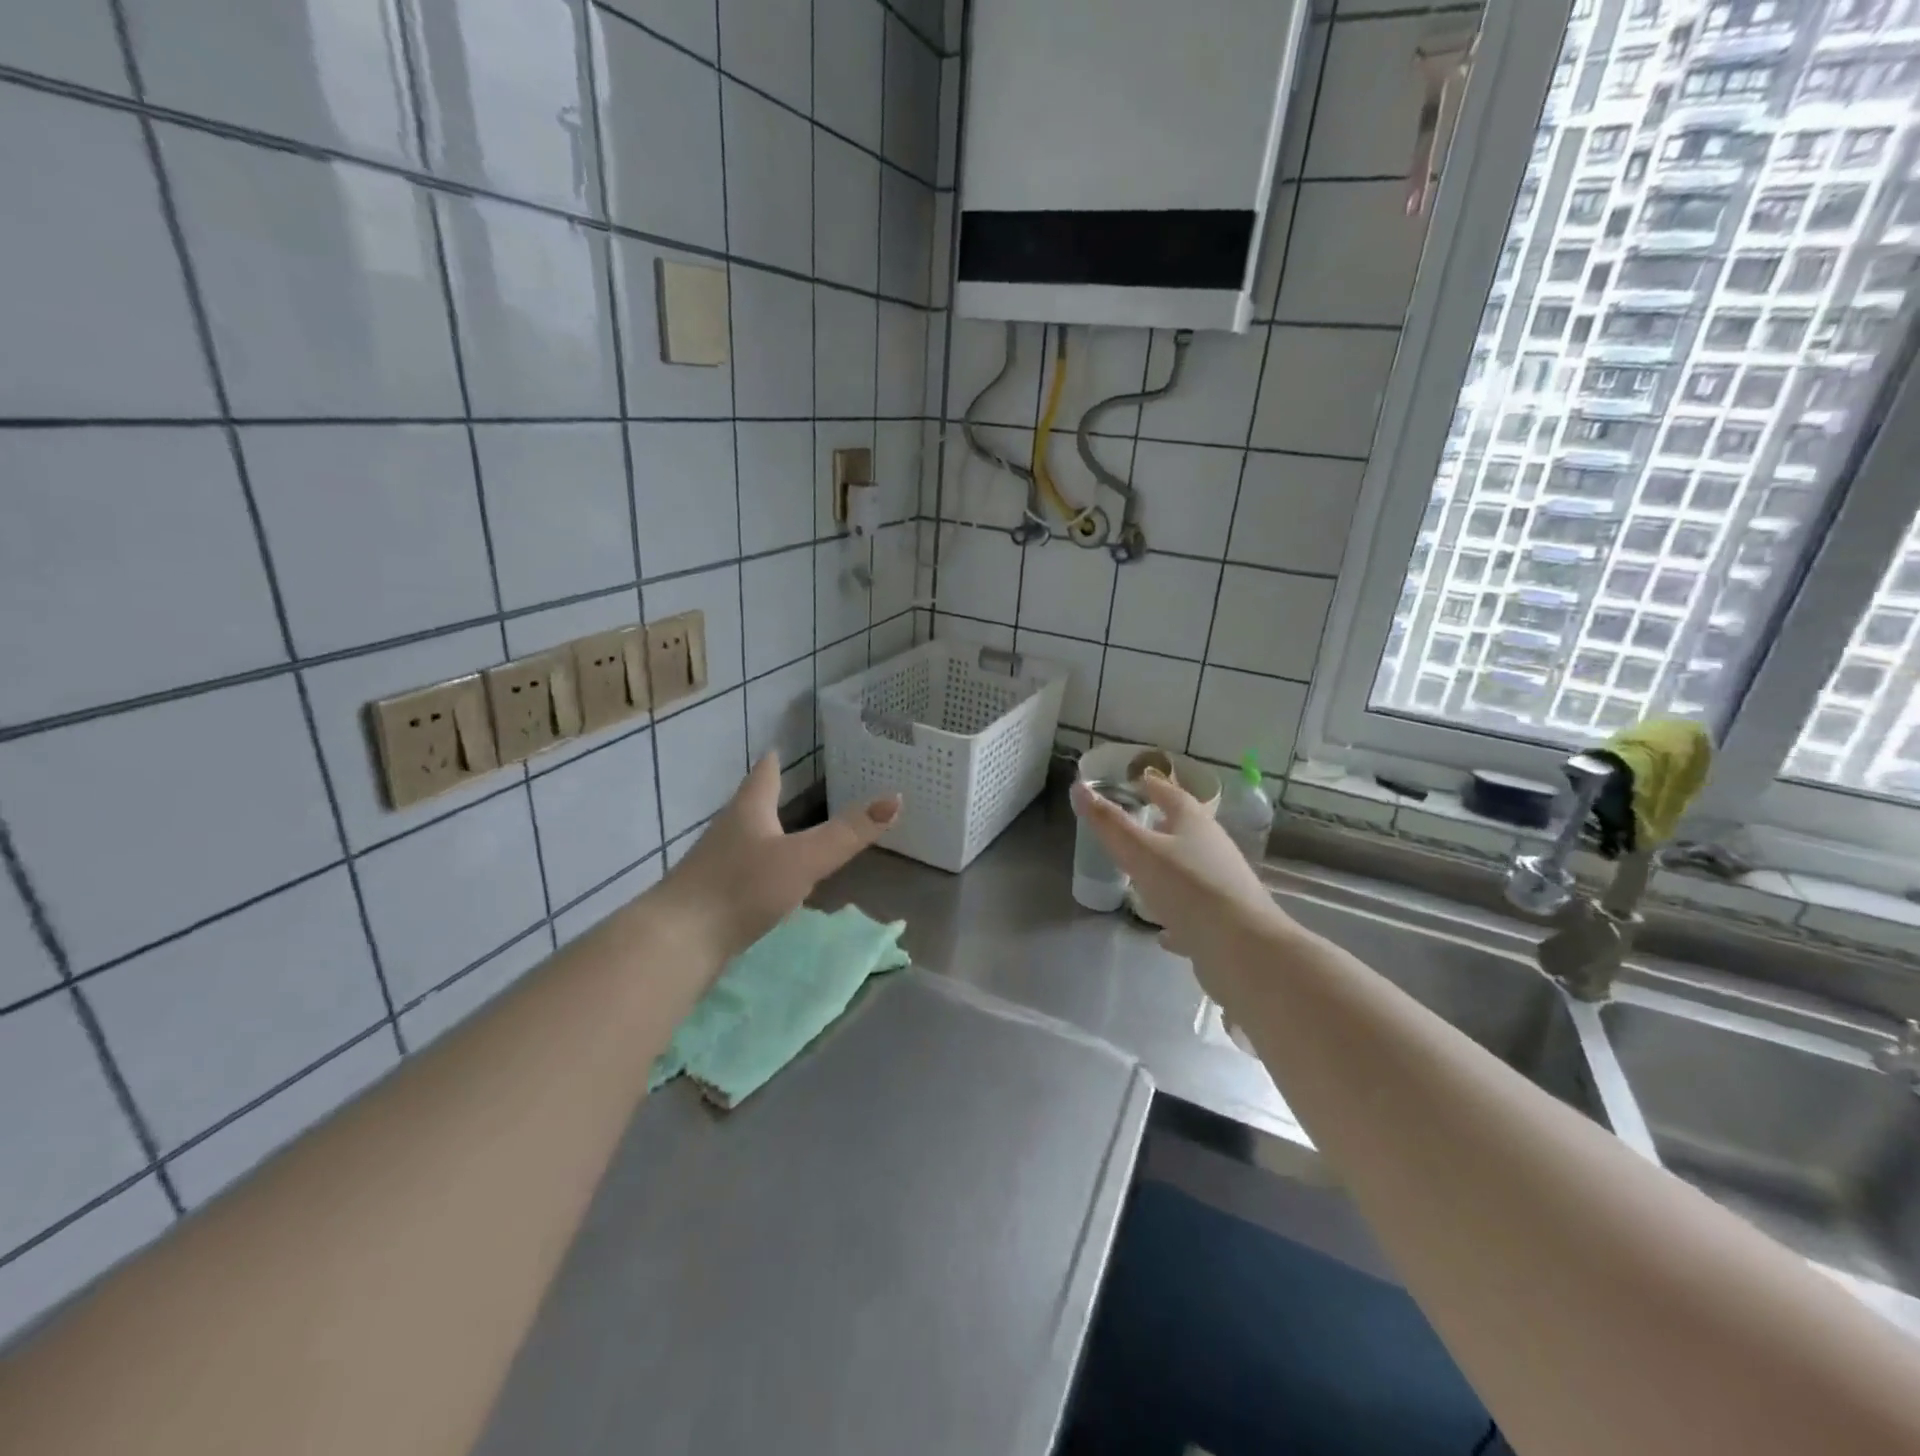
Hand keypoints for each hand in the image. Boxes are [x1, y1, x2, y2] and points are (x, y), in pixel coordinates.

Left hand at [656, 754, 900, 960]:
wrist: (678, 942)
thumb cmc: (741, 888)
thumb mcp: (804, 859)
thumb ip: (848, 833)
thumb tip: (895, 799)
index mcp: (748, 813)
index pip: (763, 778)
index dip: (772, 764)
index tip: (775, 750)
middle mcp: (727, 833)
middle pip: (749, 809)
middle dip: (766, 800)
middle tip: (784, 789)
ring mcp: (713, 868)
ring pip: (743, 843)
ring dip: (762, 837)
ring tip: (780, 837)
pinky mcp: (708, 902)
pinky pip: (737, 877)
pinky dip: (755, 873)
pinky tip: (764, 888)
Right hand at [1070, 771, 1286, 973]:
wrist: (1244, 949)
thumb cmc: (1189, 889)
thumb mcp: (1140, 852)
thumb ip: (1109, 823)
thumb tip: (1078, 787)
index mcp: (1195, 825)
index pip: (1172, 796)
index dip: (1154, 786)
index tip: (1138, 780)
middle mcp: (1213, 850)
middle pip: (1186, 832)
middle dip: (1163, 827)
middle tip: (1138, 826)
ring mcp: (1222, 887)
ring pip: (1190, 872)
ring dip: (1169, 870)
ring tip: (1144, 875)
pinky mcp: (1223, 923)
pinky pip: (1194, 913)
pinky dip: (1176, 915)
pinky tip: (1162, 932)